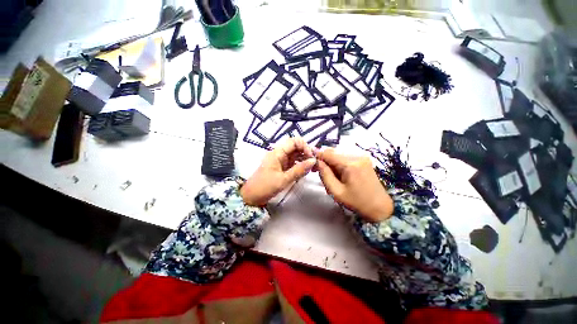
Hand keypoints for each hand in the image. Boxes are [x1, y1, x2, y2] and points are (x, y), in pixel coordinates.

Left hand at [240, 138, 315, 205]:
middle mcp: (280, 154)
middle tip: (315, 163)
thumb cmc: (265, 186)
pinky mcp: (282, 167)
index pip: (294, 141)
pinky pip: (294, 163)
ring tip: (313, 168)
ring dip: (305, 159)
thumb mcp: (283, 179)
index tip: (311, 157)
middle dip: (307, 153)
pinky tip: (306, 171)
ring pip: (296, 155)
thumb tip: (313, 161)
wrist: (251, 196)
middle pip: (296, 147)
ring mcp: (281, 160)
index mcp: (277, 153)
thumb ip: (299, 170)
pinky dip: (300, 165)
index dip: (304, 146)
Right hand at [317, 148, 393, 221]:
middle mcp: (357, 155)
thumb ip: (324, 174)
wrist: (380, 207)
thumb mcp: (336, 191)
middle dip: (324, 160)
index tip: (312, 166)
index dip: (317, 157)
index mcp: (350, 164)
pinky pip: (346, 157)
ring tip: (331, 175)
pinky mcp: (364, 159)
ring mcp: (362, 156)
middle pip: (333, 152)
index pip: (328, 153)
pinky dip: (339, 163)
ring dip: (331, 162)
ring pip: (338, 154)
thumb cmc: (356, 202)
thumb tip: (317, 162)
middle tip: (319, 171)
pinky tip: (340, 173)